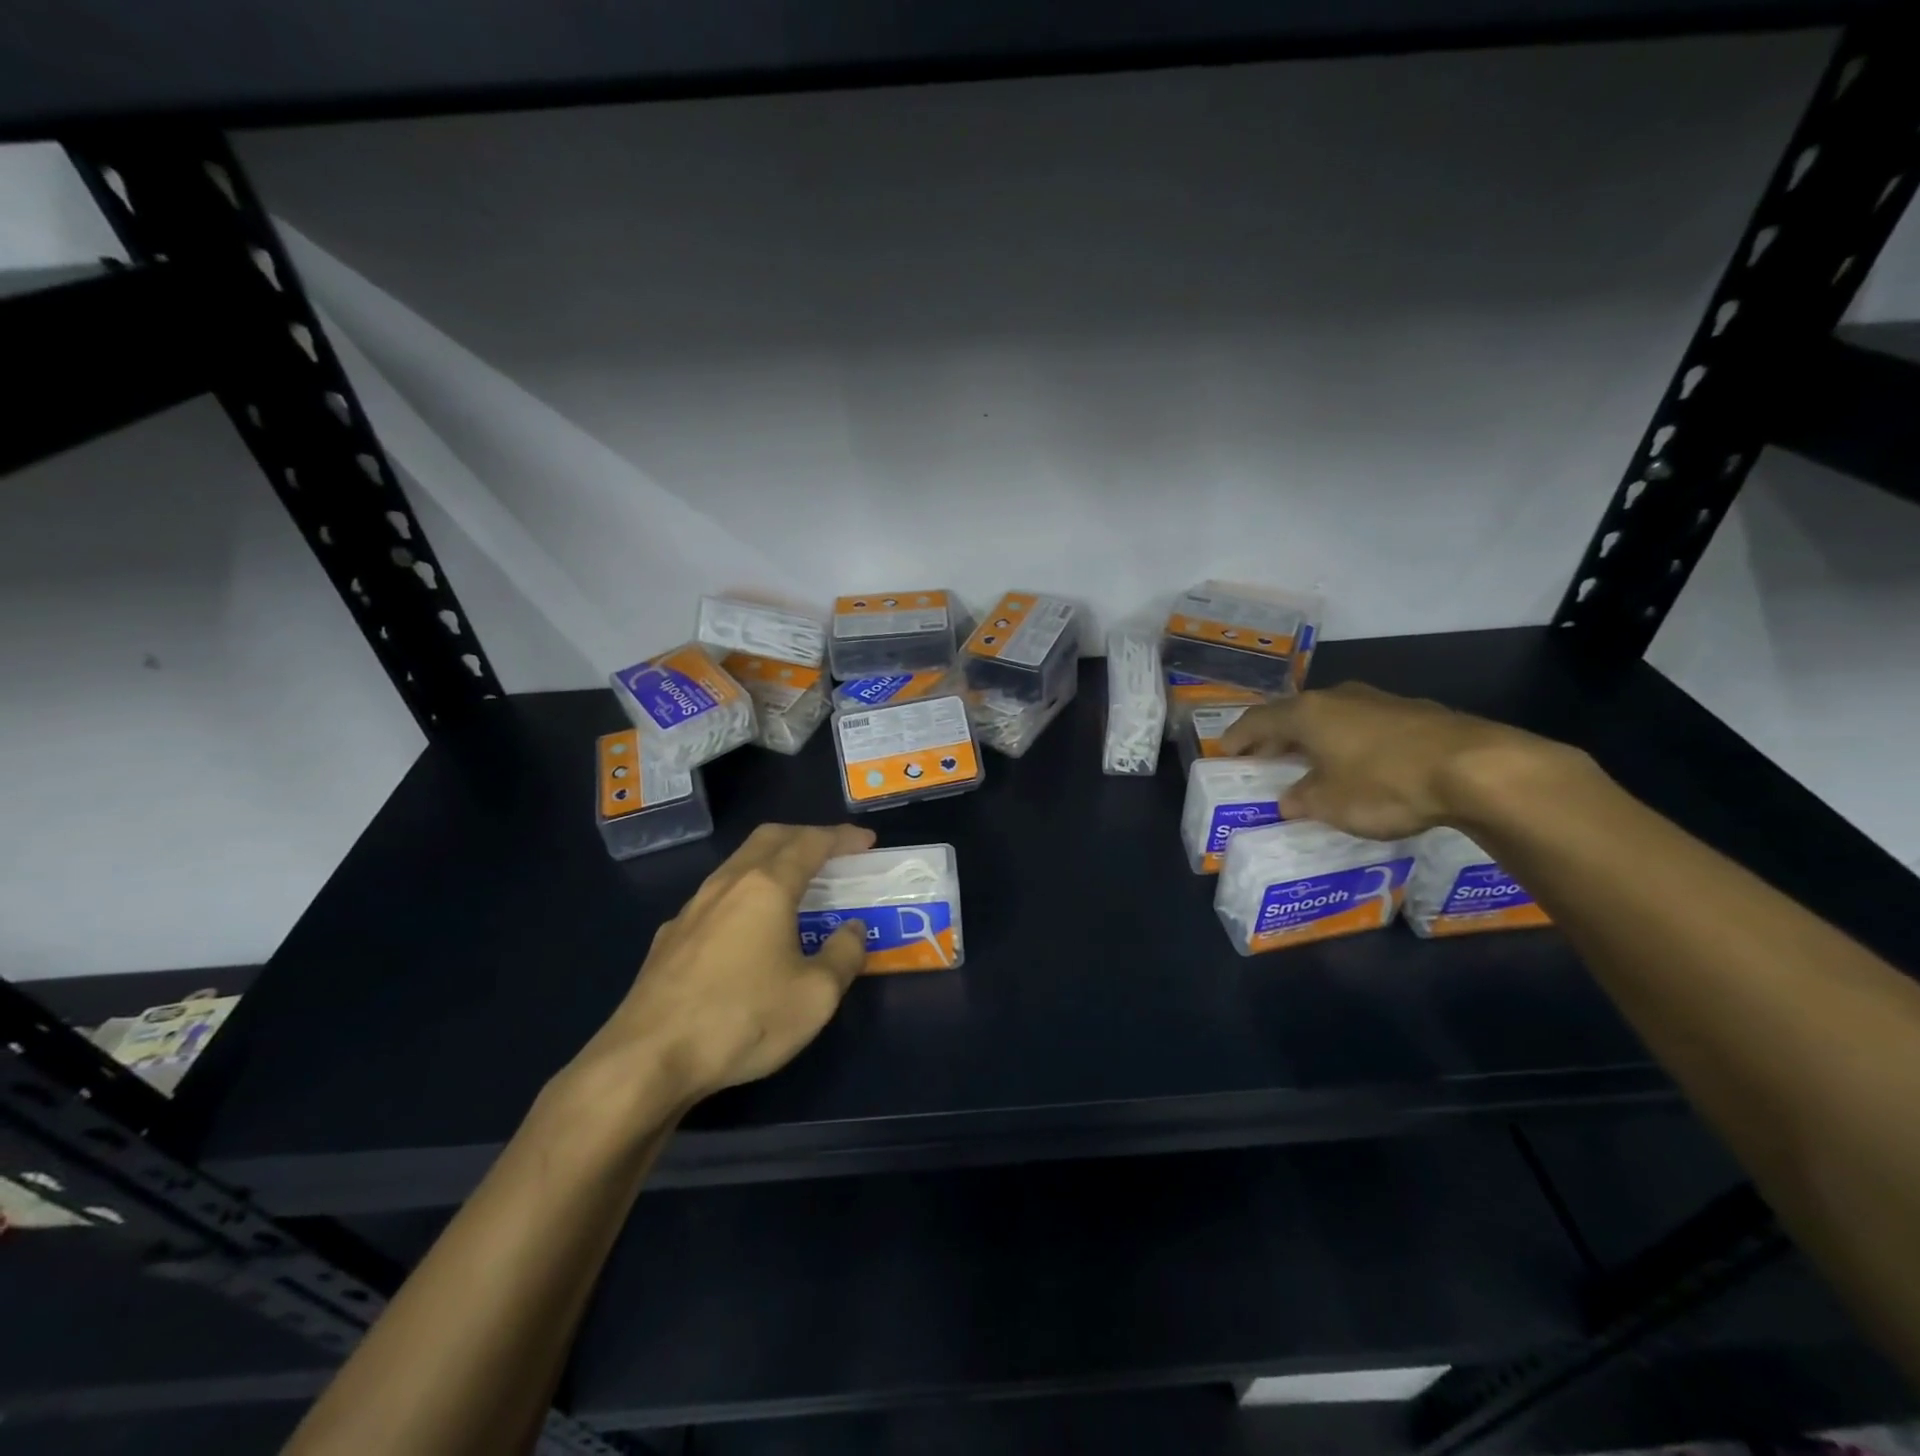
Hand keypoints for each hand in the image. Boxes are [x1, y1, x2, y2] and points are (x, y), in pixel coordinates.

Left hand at [569, 822, 876, 1113]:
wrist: (647, 1060)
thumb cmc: (742, 1020)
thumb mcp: (816, 996)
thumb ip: (843, 955)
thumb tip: (852, 929)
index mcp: (766, 887)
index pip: (810, 844)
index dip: (842, 838)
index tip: (866, 842)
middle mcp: (726, 885)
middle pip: (769, 838)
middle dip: (805, 836)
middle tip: (833, 851)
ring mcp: (691, 910)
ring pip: (737, 864)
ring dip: (772, 862)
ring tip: (795, 885)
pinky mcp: (669, 939)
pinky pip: (716, 897)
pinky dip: (744, 893)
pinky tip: (747, 928)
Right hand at [1219, 682, 1585, 840]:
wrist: (1476, 768)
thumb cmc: (1385, 784)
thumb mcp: (1331, 804)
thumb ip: (1302, 800)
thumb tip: (1290, 799)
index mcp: (1307, 713)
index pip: (1258, 720)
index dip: (1239, 736)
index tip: (1226, 751)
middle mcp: (1338, 697)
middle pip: (1294, 714)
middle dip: (1276, 737)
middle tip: (1263, 758)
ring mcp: (1378, 701)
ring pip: (1332, 717)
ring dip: (1315, 738)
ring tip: (1310, 762)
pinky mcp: (1414, 713)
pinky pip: (1364, 725)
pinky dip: (1350, 742)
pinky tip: (1359, 764)